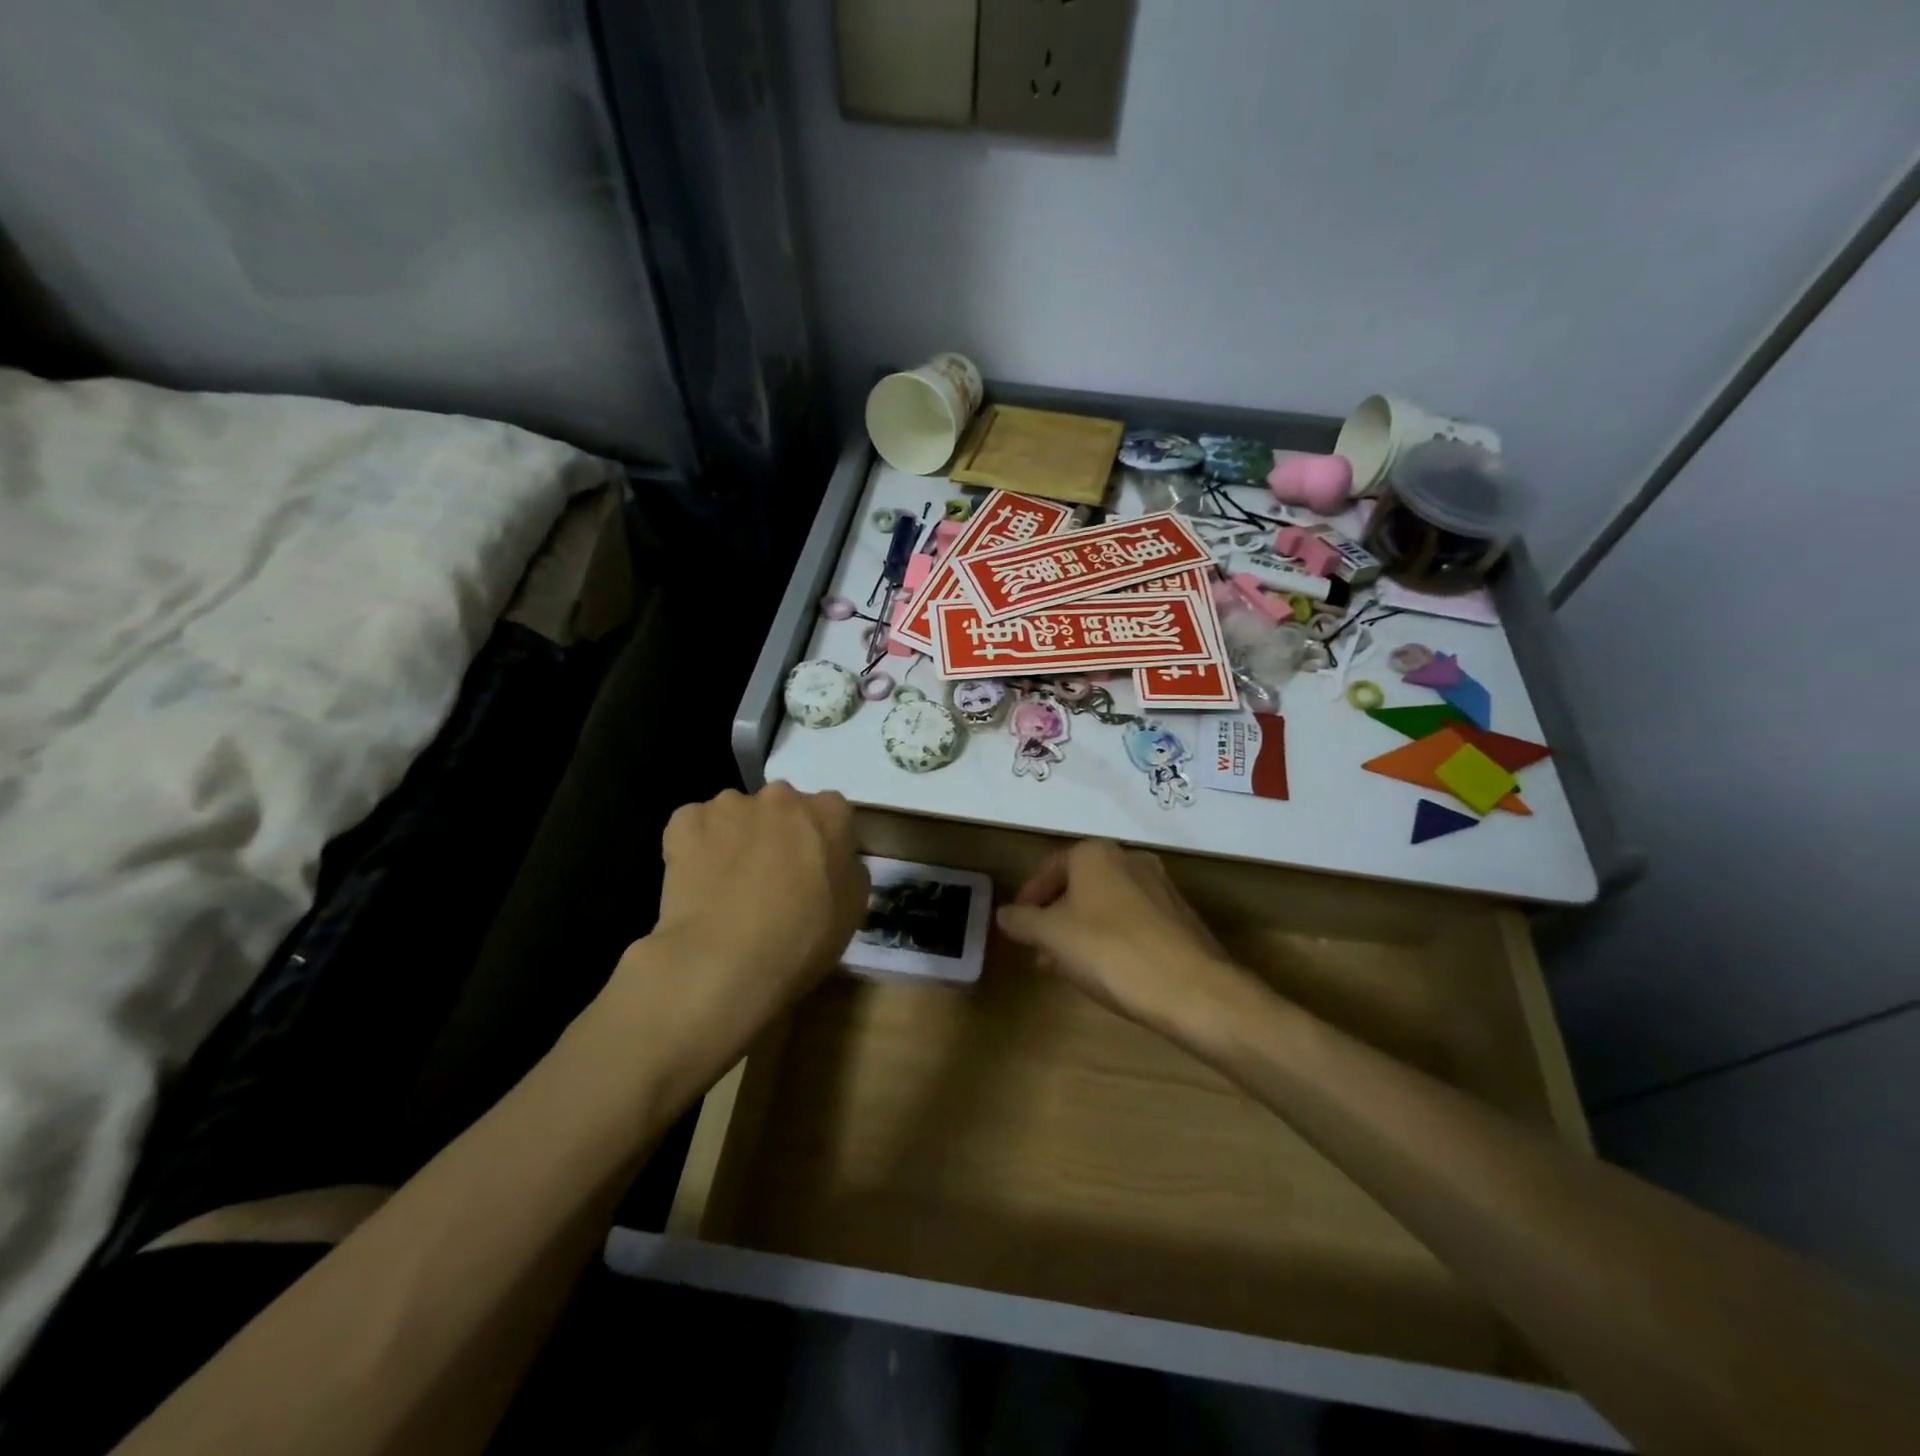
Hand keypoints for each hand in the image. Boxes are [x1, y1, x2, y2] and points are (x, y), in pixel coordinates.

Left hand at [608, 784, 868, 1059]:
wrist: (724, 961)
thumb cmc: (802, 937)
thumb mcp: (853, 908)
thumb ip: (848, 868)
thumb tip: (832, 860)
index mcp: (828, 811)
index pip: (831, 813)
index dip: (821, 842)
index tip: (814, 870)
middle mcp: (781, 796)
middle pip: (781, 808)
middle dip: (777, 832)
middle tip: (771, 877)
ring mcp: (729, 805)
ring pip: (735, 816)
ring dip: (736, 837)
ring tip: (727, 885)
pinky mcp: (685, 822)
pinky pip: (693, 827)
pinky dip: (695, 846)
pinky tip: (697, 881)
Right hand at [997, 840, 1252, 1036]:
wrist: (1192, 989)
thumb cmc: (1110, 951)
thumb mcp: (1051, 936)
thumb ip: (1022, 921)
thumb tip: (1004, 914)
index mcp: (1095, 853)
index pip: (1049, 868)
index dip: (1028, 898)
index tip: (1018, 927)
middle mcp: (1129, 859)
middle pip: (1079, 885)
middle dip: (1055, 917)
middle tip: (1039, 948)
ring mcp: (1160, 886)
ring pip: (1105, 904)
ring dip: (1081, 930)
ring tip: (1067, 965)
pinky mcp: (1179, 916)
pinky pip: (1132, 921)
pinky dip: (1111, 938)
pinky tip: (1105, 971)